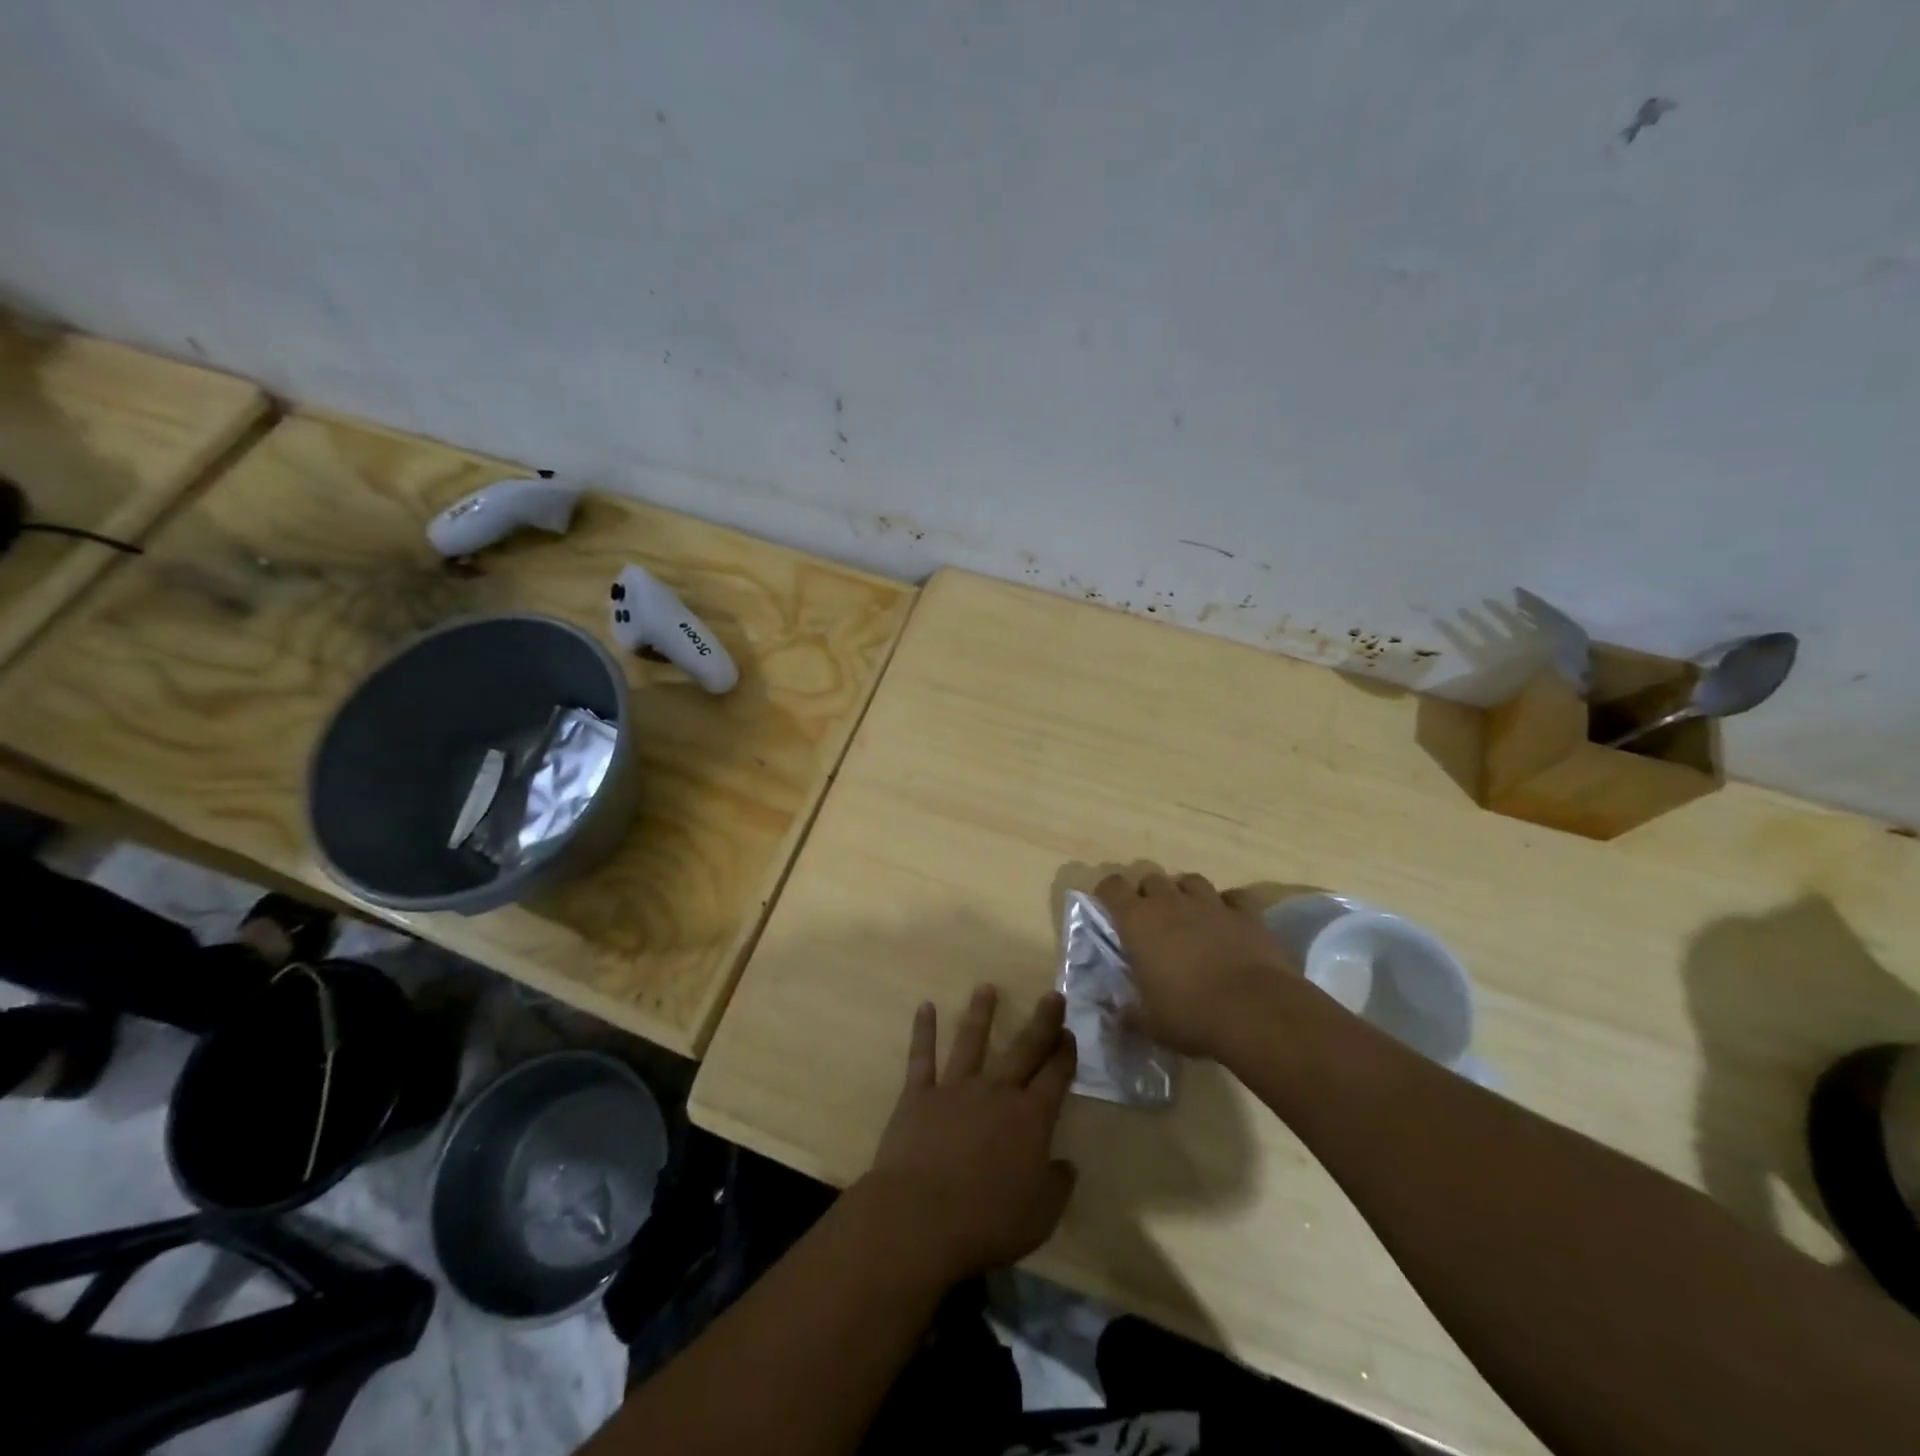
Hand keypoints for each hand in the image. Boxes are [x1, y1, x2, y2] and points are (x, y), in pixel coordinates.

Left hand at [861, 986, 1077, 1283]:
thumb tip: (1066, 1165)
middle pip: (1023, 1049)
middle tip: (1052, 995)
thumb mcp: (1040, 1216)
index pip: (1055, 1076)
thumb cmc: (987, 1222)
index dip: (1065, 1053)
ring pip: (971, 1041)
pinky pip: (922, 1057)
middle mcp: (996, 1092)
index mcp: (1030, 1119)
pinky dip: (923, 1031)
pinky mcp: (918, 1095)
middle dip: (1041, 1022)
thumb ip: (1057, 1186)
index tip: (1070, 1033)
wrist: (920, 1218)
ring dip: (980, 1013)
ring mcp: (955, 1089)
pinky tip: (925, 1007)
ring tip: (986, 988)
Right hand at [1096, 871, 1296, 1057]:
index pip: (1112, 887)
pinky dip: (1228, 905)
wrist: (1256, 1012)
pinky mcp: (1247, 914)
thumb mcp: (1150, 1023)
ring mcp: (1211, 904)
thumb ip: (1131, 1012)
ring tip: (1189, 917)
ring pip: (1191, 881)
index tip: (1110, 910)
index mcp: (1138, 922)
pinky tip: (1229, 922)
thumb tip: (1119, 1012)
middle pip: (1152, 879)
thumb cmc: (1191, 1015)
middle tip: (1153, 922)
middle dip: (1149, 895)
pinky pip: (1234, 897)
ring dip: (1186, 894)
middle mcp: (1171, 902)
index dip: (1109, 894)